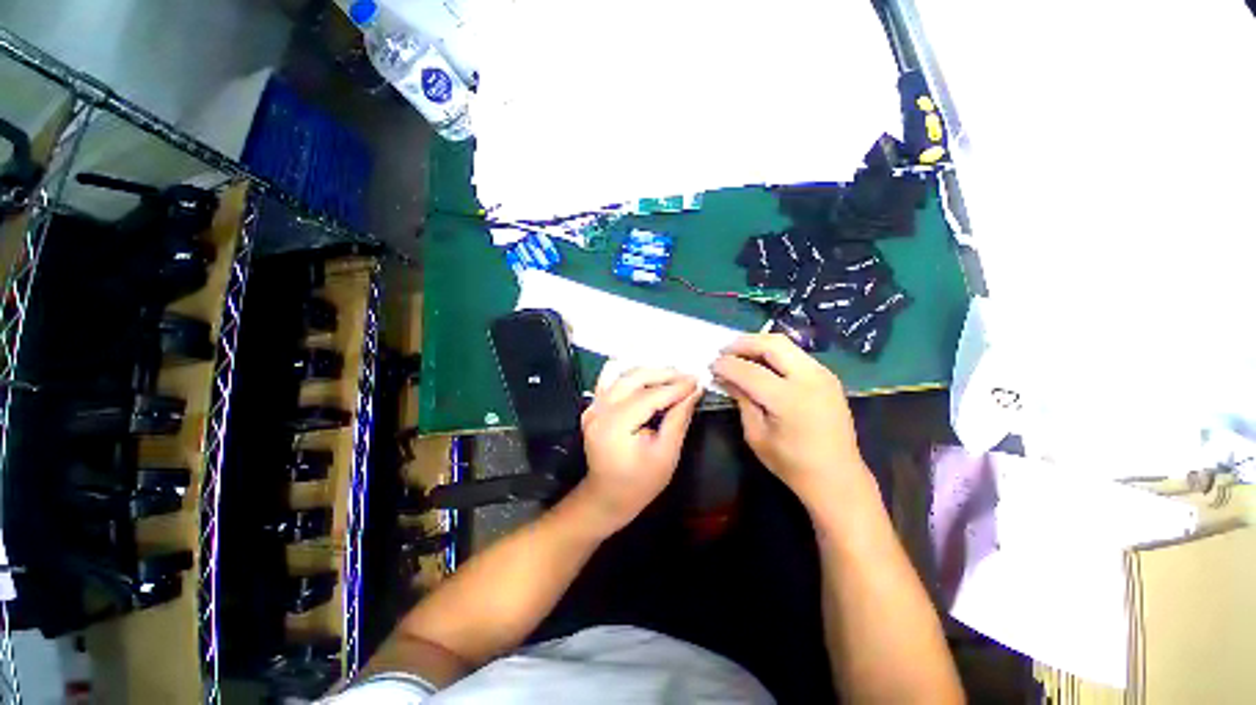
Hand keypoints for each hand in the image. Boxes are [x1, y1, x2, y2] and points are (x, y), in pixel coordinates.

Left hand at [578, 366, 700, 534]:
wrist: (607, 497)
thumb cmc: (639, 484)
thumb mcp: (666, 456)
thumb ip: (678, 420)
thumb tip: (693, 393)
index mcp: (615, 427)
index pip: (649, 397)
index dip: (675, 388)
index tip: (697, 381)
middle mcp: (599, 411)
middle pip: (633, 379)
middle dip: (663, 374)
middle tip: (687, 376)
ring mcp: (593, 407)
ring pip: (622, 375)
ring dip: (649, 372)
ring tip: (673, 376)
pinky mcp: (593, 407)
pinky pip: (611, 381)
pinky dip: (631, 376)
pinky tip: (648, 378)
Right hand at [711, 334, 870, 512]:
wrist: (838, 478)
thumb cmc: (791, 463)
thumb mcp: (756, 434)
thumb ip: (741, 400)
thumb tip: (724, 377)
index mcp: (789, 399)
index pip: (749, 370)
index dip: (726, 365)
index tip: (711, 365)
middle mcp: (810, 379)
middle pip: (772, 344)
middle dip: (743, 343)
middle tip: (723, 350)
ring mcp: (823, 374)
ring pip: (786, 344)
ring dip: (759, 344)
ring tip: (738, 353)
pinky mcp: (828, 376)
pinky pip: (796, 354)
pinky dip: (774, 352)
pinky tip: (760, 362)